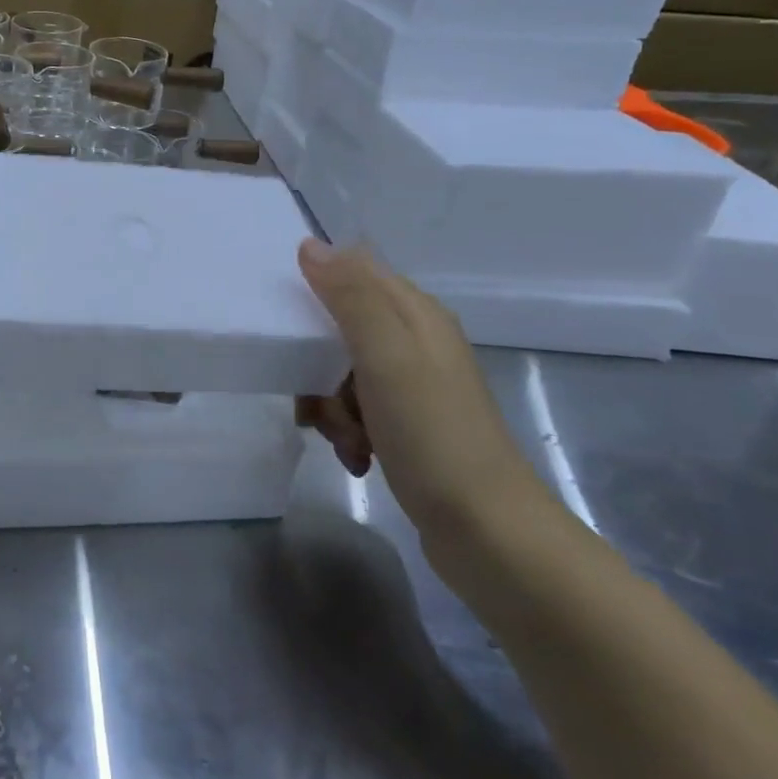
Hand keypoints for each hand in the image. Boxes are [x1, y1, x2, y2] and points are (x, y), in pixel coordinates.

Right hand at [296, 239, 553, 544]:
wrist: (488, 533)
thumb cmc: (433, 434)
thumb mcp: (386, 355)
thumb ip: (349, 296)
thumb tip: (311, 245)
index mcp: (416, 315)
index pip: (354, 272)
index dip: (317, 288)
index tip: (289, 321)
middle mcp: (416, 343)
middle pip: (340, 327)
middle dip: (316, 361)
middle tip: (319, 394)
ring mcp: (413, 387)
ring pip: (340, 373)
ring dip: (329, 404)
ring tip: (343, 437)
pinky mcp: (408, 427)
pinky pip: (356, 411)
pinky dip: (347, 432)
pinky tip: (357, 458)